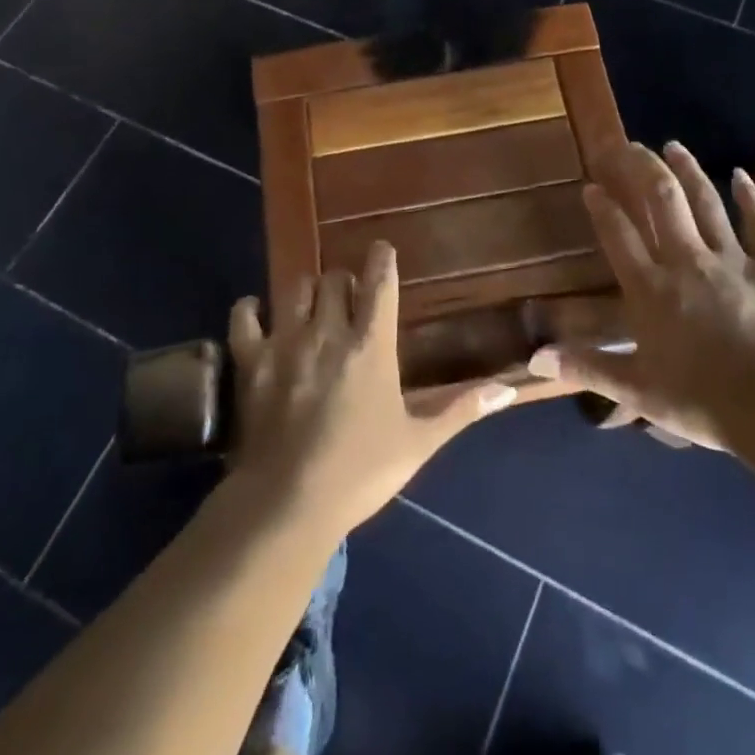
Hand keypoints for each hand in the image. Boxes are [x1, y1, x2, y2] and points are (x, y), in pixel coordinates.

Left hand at [228, 242, 516, 535]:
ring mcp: (285, 342)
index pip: (380, 281)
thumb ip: (461, 409)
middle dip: (345, 282)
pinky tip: (259, 316)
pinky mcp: (250, 360)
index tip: (382, 250)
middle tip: (349, 299)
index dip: (382, 259)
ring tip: (311, 307)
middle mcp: (328, 331)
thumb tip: (509, 389)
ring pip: (295, 288)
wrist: (288, 505)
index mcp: (371, 345)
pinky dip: (252, 309)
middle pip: (335, 278)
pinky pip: (245, 315)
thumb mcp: (418, 442)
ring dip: (307, 292)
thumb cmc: (360, 472)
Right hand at [531, 141, 754, 447]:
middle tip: (627, 146)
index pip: (620, 236)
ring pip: (704, 203)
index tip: (591, 185)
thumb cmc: (703, 402)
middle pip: (661, 202)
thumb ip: (587, 368)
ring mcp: (729, 261)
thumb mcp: (637, 391)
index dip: (603, 208)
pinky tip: (741, 175)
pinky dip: (749, 198)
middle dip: (641, 169)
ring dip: (687, 170)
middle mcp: (685, 262)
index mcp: (651, 290)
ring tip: (671, 145)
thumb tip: (534, 359)